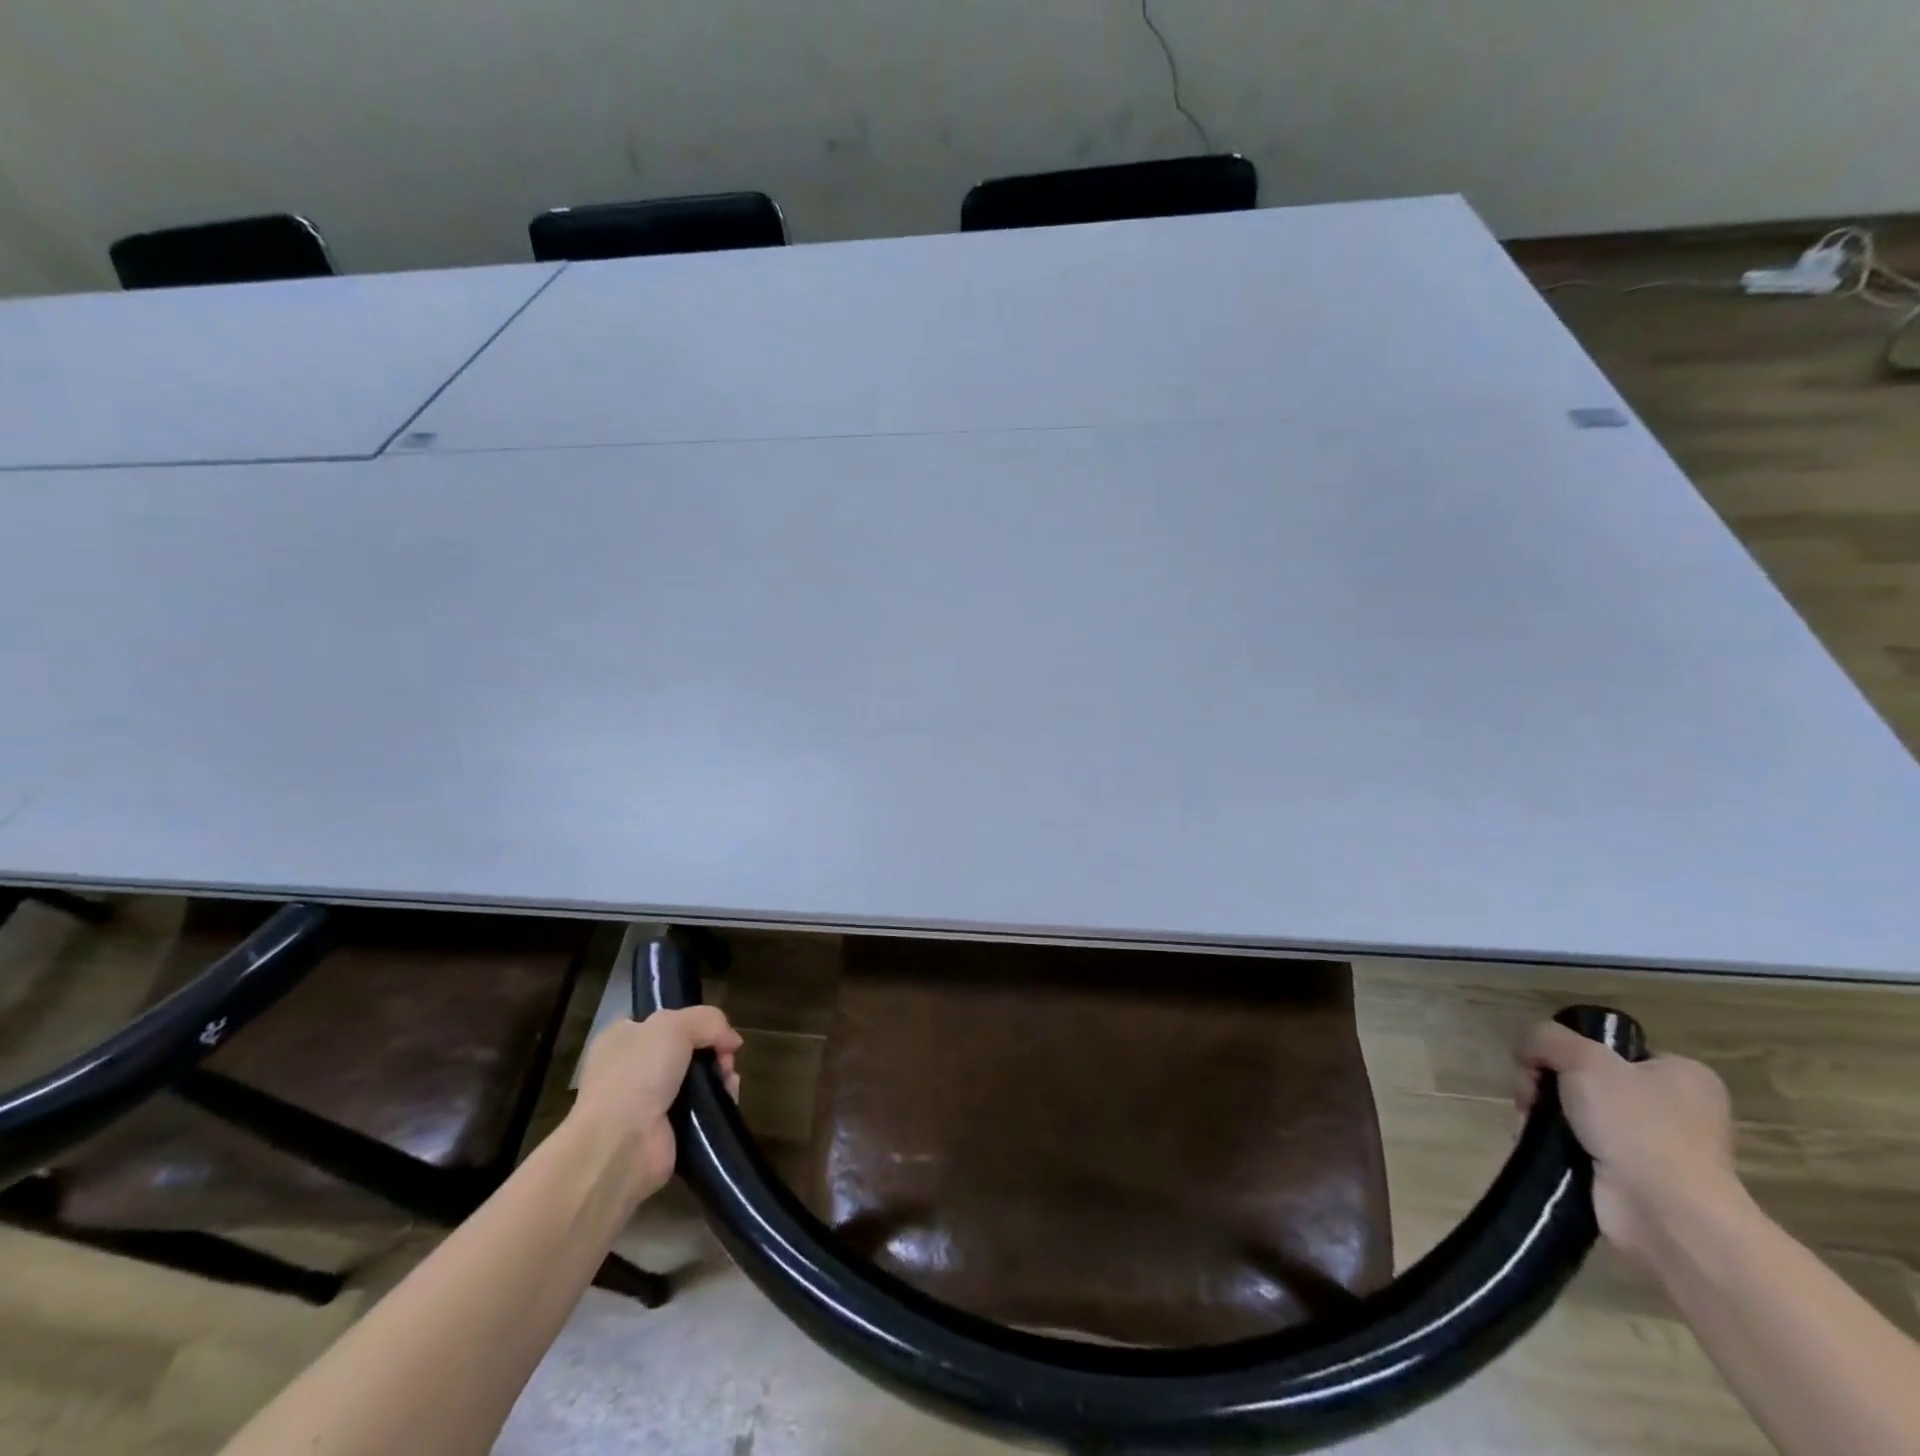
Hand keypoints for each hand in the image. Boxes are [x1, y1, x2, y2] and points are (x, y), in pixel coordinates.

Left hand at [570, 1007, 741, 1204]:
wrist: (621, 1144)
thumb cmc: (637, 1073)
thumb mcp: (674, 1025)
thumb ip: (709, 1020)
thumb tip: (732, 1042)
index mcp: (620, 1038)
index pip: (657, 1019)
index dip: (688, 1018)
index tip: (711, 1027)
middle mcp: (631, 1068)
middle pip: (686, 1047)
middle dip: (713, 1048)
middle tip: (725, 1057)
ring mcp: (647, 1102)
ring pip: (697, 1078)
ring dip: (720, 1075)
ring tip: (728, 1079)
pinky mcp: (666, 1130)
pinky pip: (701, 1107)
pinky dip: (718, 1101)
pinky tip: (727, 1098)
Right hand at [1517, 1020, 1744, 1264]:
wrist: (1665, 1215)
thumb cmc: (1637, 1125)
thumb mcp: (1584, 1058)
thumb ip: (1546, 1037)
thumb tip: (1527, 1051)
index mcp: (1683, 1075)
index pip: (1612, 1048)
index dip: (1570, 1049)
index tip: (1545, 1063)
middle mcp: (1675, 1109)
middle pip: (1585, 1078)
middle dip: (1547, 1084)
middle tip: (1532, 1096)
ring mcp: (1655, 1147)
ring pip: (1576, 1111)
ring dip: (1544, 1114)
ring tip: (1531, 1124)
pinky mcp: (1632, 1177)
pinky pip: (1577, 1144)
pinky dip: (1553, 1142)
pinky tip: (1540, 1144)